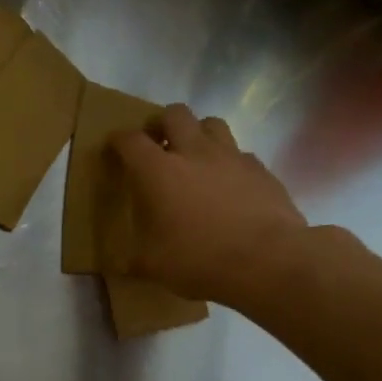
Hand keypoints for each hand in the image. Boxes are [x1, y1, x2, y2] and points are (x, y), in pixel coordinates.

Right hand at [108, 104, 309, 306]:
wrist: (267, 260)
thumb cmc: (199, 260)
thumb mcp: (153, 266)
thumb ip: (134, 258)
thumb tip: (122, 265)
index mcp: (159, 172)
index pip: (131, 141)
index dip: (119, 140)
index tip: (114, 146)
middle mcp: (194, 153)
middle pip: (175, 114)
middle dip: (161, 124)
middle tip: (157, 144)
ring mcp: (231, 156)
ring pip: (211, 123)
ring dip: (197, 133)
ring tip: (194, 156)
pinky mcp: (260, 169)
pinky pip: (239, 153)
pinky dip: (227, 161)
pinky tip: (227, 184)